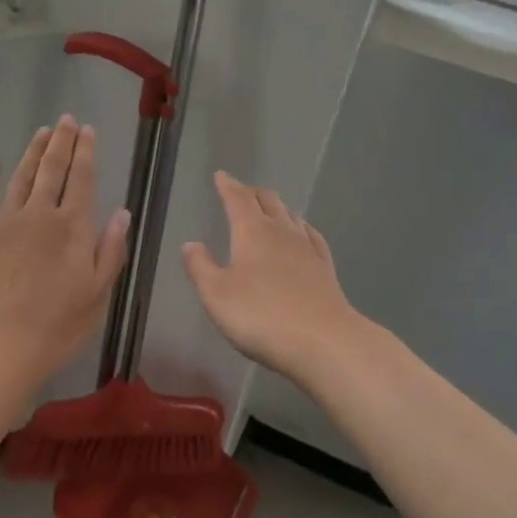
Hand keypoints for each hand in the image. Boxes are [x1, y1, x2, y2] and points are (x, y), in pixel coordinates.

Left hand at [0, 116, 130, 381]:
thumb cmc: (55, 328)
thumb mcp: (98, 295)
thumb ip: (111, 250)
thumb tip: (122, 212)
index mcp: (72, 228)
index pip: (82, 179)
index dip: (86, 152)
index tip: (88, 130)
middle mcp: (39, 215)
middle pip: (52, 170)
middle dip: (62, 142)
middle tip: (66, 120)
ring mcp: (3, 223)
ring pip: (20, 177)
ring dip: (32, 152)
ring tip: (42, 132)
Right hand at [183, 172, 359, 381]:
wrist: (323, 341)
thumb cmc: (260, 316)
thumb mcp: (216, 295)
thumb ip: (200, 268)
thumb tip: (190, 244)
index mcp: (252, 232)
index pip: (238, 199)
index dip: (228, 186)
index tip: (221, 176)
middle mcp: (282, 231)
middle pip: (268, 201)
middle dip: (252, 193)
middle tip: (241, 191)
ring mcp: (308, 249)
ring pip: (291, 216)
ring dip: (277, 208)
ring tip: (269, 209)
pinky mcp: (325, 268)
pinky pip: (312, 236)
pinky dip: (302, 228)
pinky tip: (303, 233)